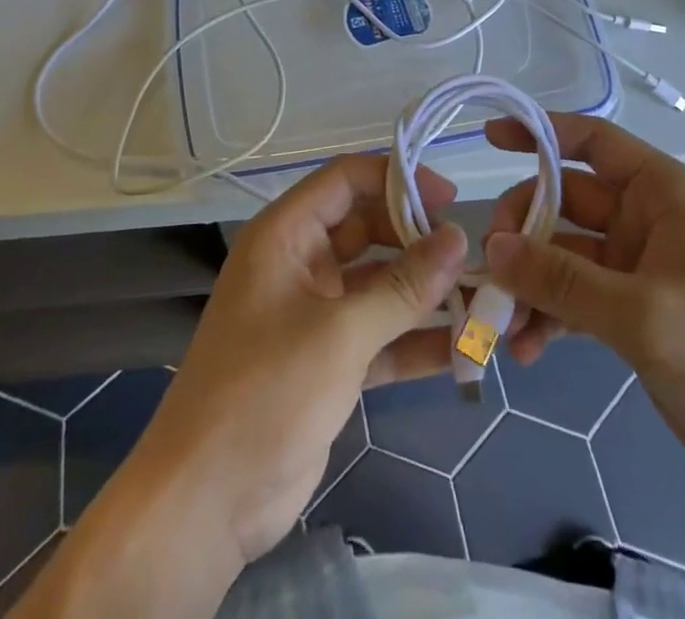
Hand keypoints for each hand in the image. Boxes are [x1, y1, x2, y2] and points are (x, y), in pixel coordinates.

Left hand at [130, 153, 468, 563]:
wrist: (204, 505)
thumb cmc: (265, 393)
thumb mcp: (340, 334)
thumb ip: (403, 286)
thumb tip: (459, 238)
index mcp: (286, 235)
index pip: (346, 180)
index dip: (397, 179)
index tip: (450, 199)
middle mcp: (300, 263)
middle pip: (368, 229)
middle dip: (418, 241)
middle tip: (471, 256)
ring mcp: (314, 313)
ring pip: (378, 285)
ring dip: (424, 293)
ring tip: (480, 301)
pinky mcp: (327, 361)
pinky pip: (379, 335)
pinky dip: (414, 340)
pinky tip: (461, 349)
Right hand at [484, 113, 684, 503]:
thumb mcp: (645, 315)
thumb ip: (563, 278)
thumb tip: (493, 247)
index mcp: (661, 193)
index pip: (592, 142)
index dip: (539, 132)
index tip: (489, 138)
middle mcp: (645, 219)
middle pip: (564, 201)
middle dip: (524, 230)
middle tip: (492, 266)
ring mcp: (635, 267)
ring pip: (562, 254)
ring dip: (529, 282)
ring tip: (499, 321)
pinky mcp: (629, 312)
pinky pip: (573, 297)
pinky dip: (547, 316)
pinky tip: (526, 349)